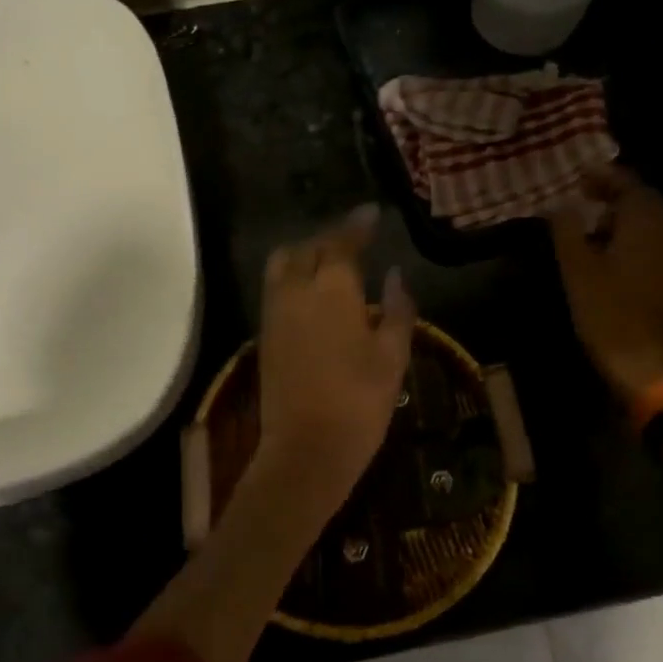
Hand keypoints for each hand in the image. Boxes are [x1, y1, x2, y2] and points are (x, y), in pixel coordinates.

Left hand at [257, 206, 415, 505]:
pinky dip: (293, 275)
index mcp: (332, 289)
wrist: (306, 449)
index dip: (357, 225)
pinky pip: (275, 287)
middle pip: (308, 247)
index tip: (371, 213)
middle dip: (331, 237)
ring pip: (283, 263)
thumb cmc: (360, 402)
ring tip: (330, 261)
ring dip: (306, 252)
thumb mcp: (392, 356)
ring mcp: (274, 311)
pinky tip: (312, 292)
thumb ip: (397, 308)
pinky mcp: (265, 333)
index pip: (342, 242)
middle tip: (354, 239)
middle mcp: (296, 290)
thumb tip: (396, 274)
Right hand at [549, 165, 662, 399]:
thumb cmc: (606, 313)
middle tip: (591, 198)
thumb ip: (567, 229)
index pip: (630, 185)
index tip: (582, 175)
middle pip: (650, 201)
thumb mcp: (576, 269)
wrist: (647, 365)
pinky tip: (629, 257)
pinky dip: (649, 241)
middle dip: (621, 195)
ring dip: (636, 218)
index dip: (605, 176)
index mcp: (648, 223)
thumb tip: (561, 203)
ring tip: (605, 227)